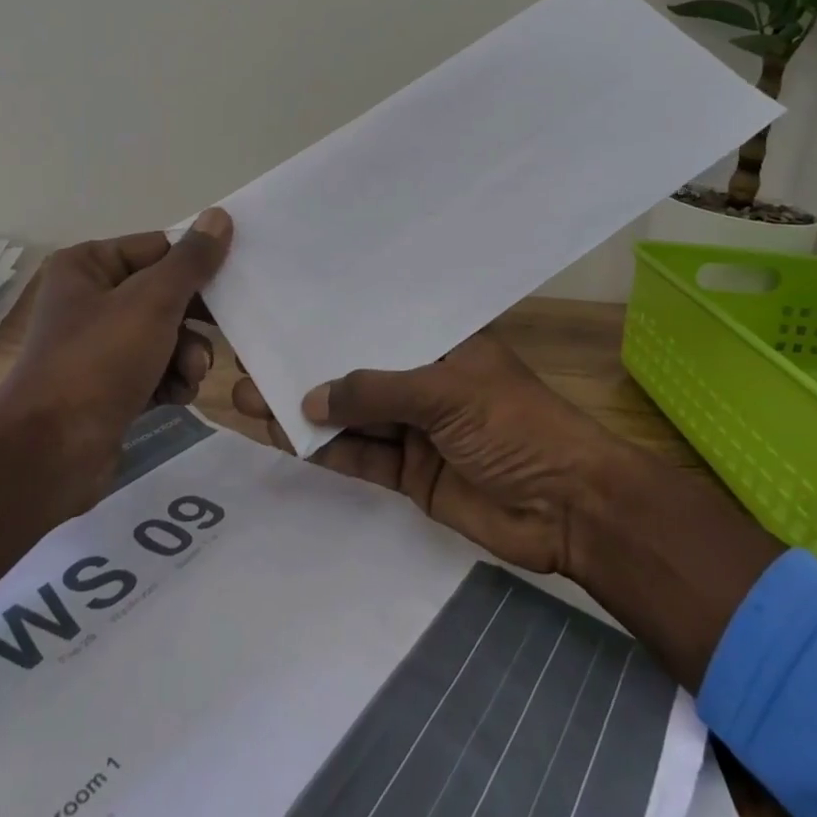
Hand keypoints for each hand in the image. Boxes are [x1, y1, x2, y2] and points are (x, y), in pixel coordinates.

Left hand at [0, 210, 230, 621]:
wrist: (50, 453)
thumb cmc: (99, 362)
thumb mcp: (153, 302)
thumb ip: (191, 261)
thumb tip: (220, 216)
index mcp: (88, 265)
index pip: (159, 248)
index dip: (196, 267)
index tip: (235, 283)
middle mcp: (90, 298)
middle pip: (165, 293)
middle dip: (193, 320)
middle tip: (221, 333)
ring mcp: (99, 345)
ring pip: (166, 334)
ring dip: (187, 354)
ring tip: (189, 375)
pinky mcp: (108, 385)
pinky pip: (155, 369)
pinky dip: (171, 380)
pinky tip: (175, 396)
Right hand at [234, 329, 783, 690]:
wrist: (569, 510)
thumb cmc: (516, 426)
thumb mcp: (446, 392)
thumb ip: (376, 392)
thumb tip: (307, 398)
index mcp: (442, 343)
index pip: (378, 320)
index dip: (334, 316)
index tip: (286, 306)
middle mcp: (423, 380)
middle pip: (356, 369)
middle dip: (307, 365)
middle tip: (250, 356)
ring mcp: (415, 429)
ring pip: (350, 415)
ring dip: (303, 409)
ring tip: (247, 396)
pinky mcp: (410, 474)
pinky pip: (359, 456)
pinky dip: (324, 449)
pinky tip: (282, 437)